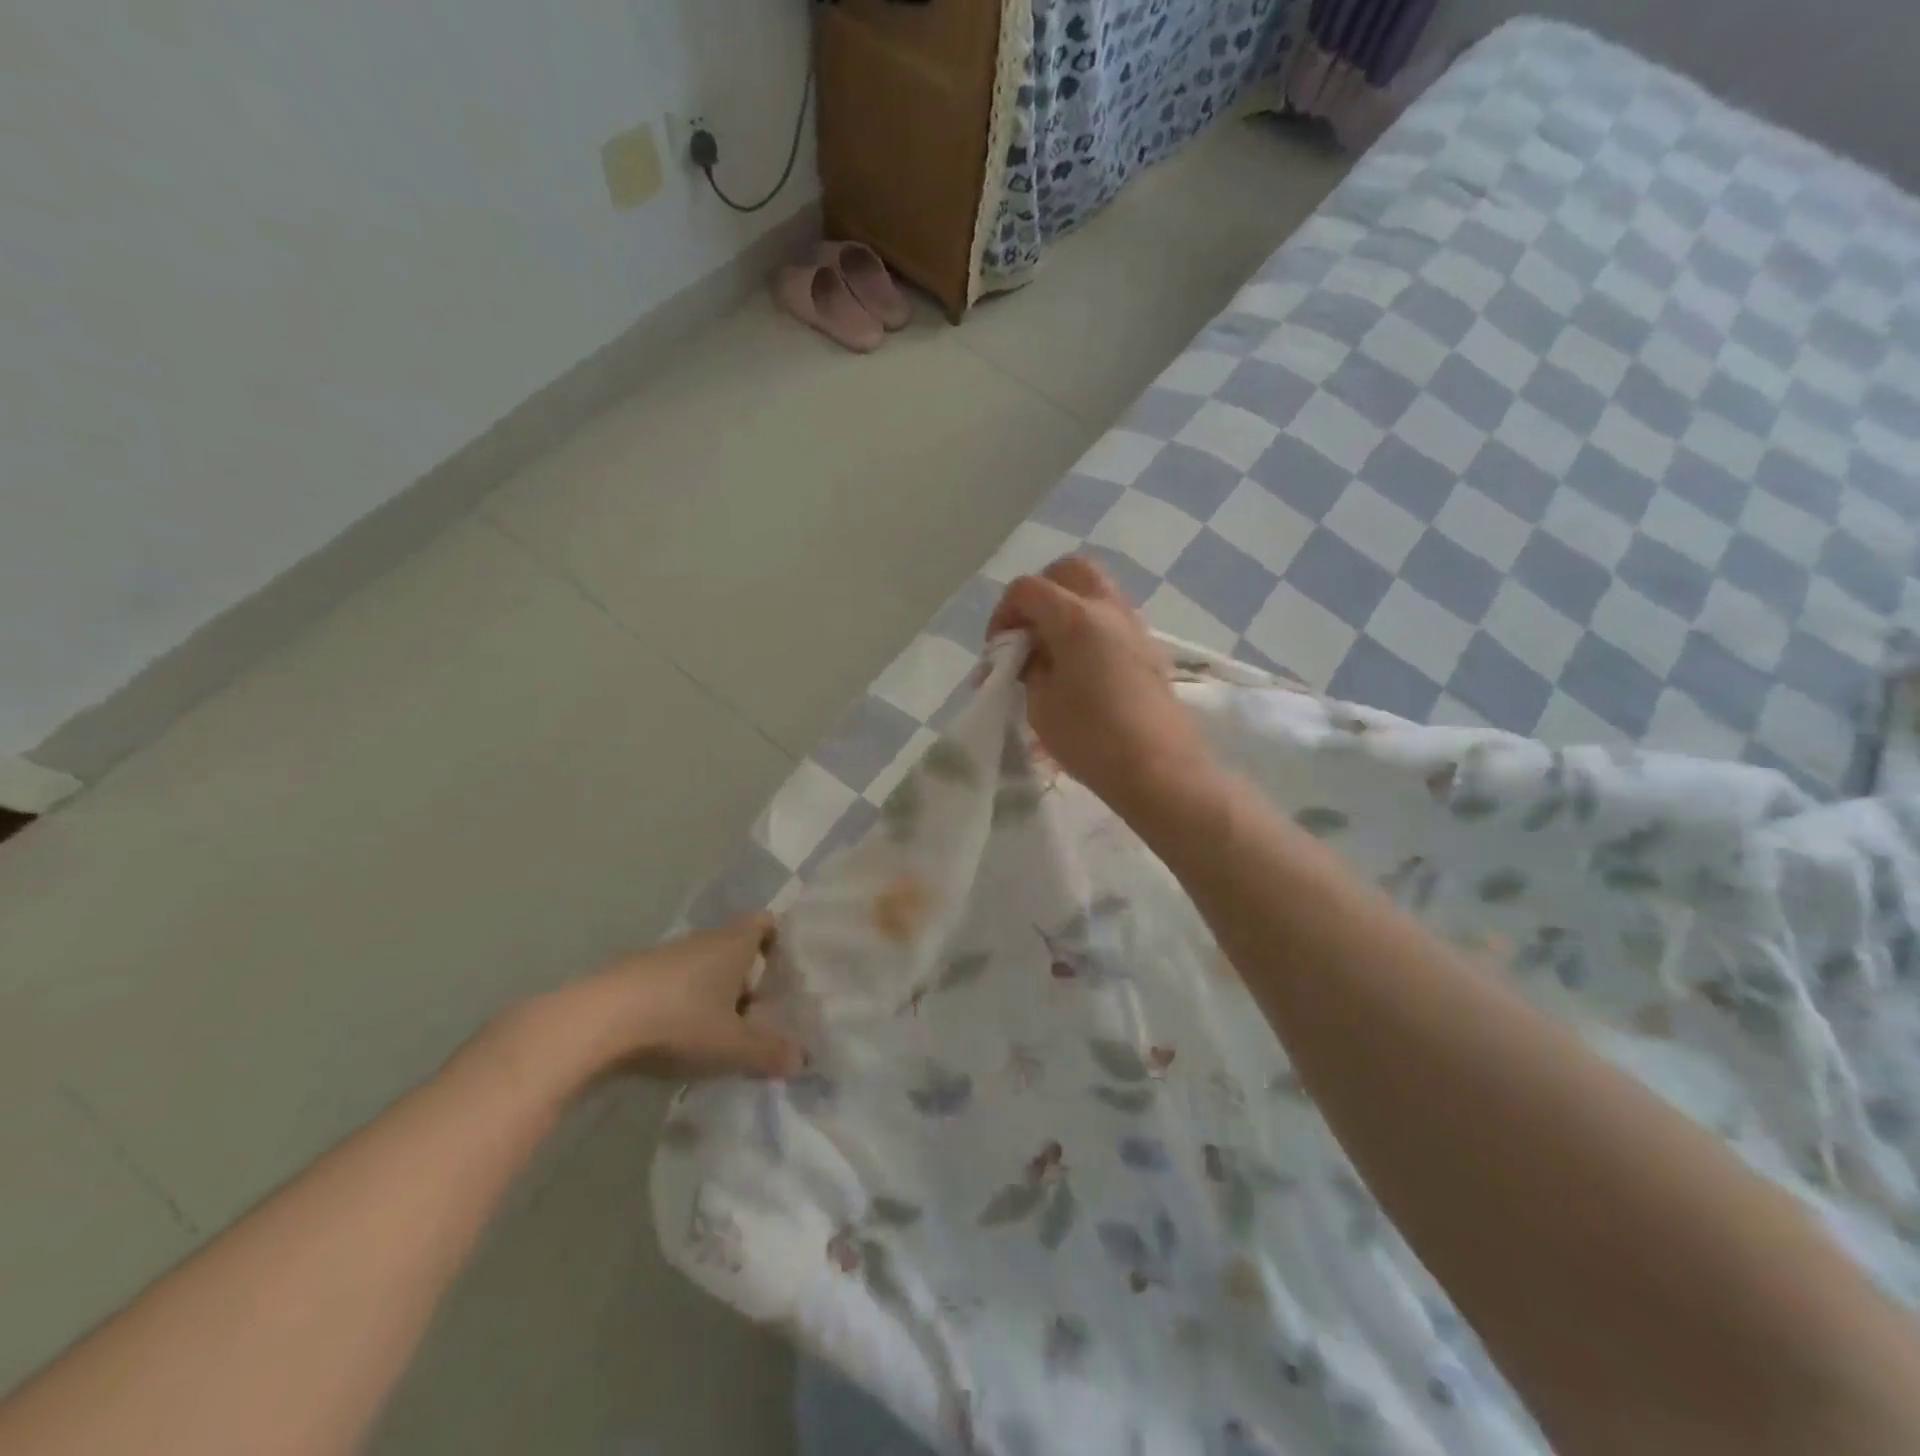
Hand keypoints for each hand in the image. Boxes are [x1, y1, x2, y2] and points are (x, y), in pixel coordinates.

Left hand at [501, 913, 803, 1094]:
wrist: (593, 1023)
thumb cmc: (679, 1022)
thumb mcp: (733, 1047)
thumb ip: (770, 1053)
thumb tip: (803, 1060)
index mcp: (733, 943)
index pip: (765, 922)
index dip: (776, 942)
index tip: (778, 975)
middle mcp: (701, 940)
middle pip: (733, 948)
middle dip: (744, 980)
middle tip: (752, 1019)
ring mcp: (663, 955)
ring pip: (700, 968)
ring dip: (709, 995)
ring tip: (712, 1037)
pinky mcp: (631, 975)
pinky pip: (669, 984)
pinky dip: (677, 1005)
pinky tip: (672, 1041)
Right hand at [988, 556, 1217, 816]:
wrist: (1159, 769)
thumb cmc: (1091, 738)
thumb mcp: (1040, 704)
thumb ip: (1030, 667)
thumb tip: (1033, 654)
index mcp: (1076, 617)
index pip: (1027, 589)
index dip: (1003, 614)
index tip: (998, 651)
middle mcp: (1109, 608)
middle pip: (1070, 571)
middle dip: (1041, 592)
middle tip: (1027, 632)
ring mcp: (1135, 626)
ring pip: (1096, 591)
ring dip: (1067, 608)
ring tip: (1052, 653)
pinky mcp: (1149, 648)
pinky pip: (1112, 618)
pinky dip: (1089, 627)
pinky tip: (1080, 668)